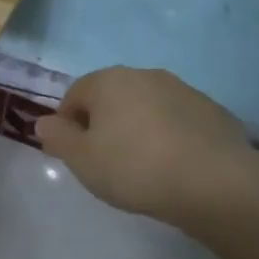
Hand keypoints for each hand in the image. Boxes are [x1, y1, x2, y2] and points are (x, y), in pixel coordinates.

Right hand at [35, 66, 257, 225]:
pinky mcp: (213, 111)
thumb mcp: (81, 159)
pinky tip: (173, 166)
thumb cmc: (134, 168)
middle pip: (112, 97)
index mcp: (108, 81)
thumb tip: (43, 123)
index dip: (67, 124)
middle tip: (105, 160)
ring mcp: (183, 90)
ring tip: (142, 165)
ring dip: (137, 127)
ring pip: (146, 107)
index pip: (74, 94)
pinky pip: (177, 121)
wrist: (215, 183)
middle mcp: (145, 75)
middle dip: (103, 123)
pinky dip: (169, 136)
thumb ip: (57, 138)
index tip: (74, 153)